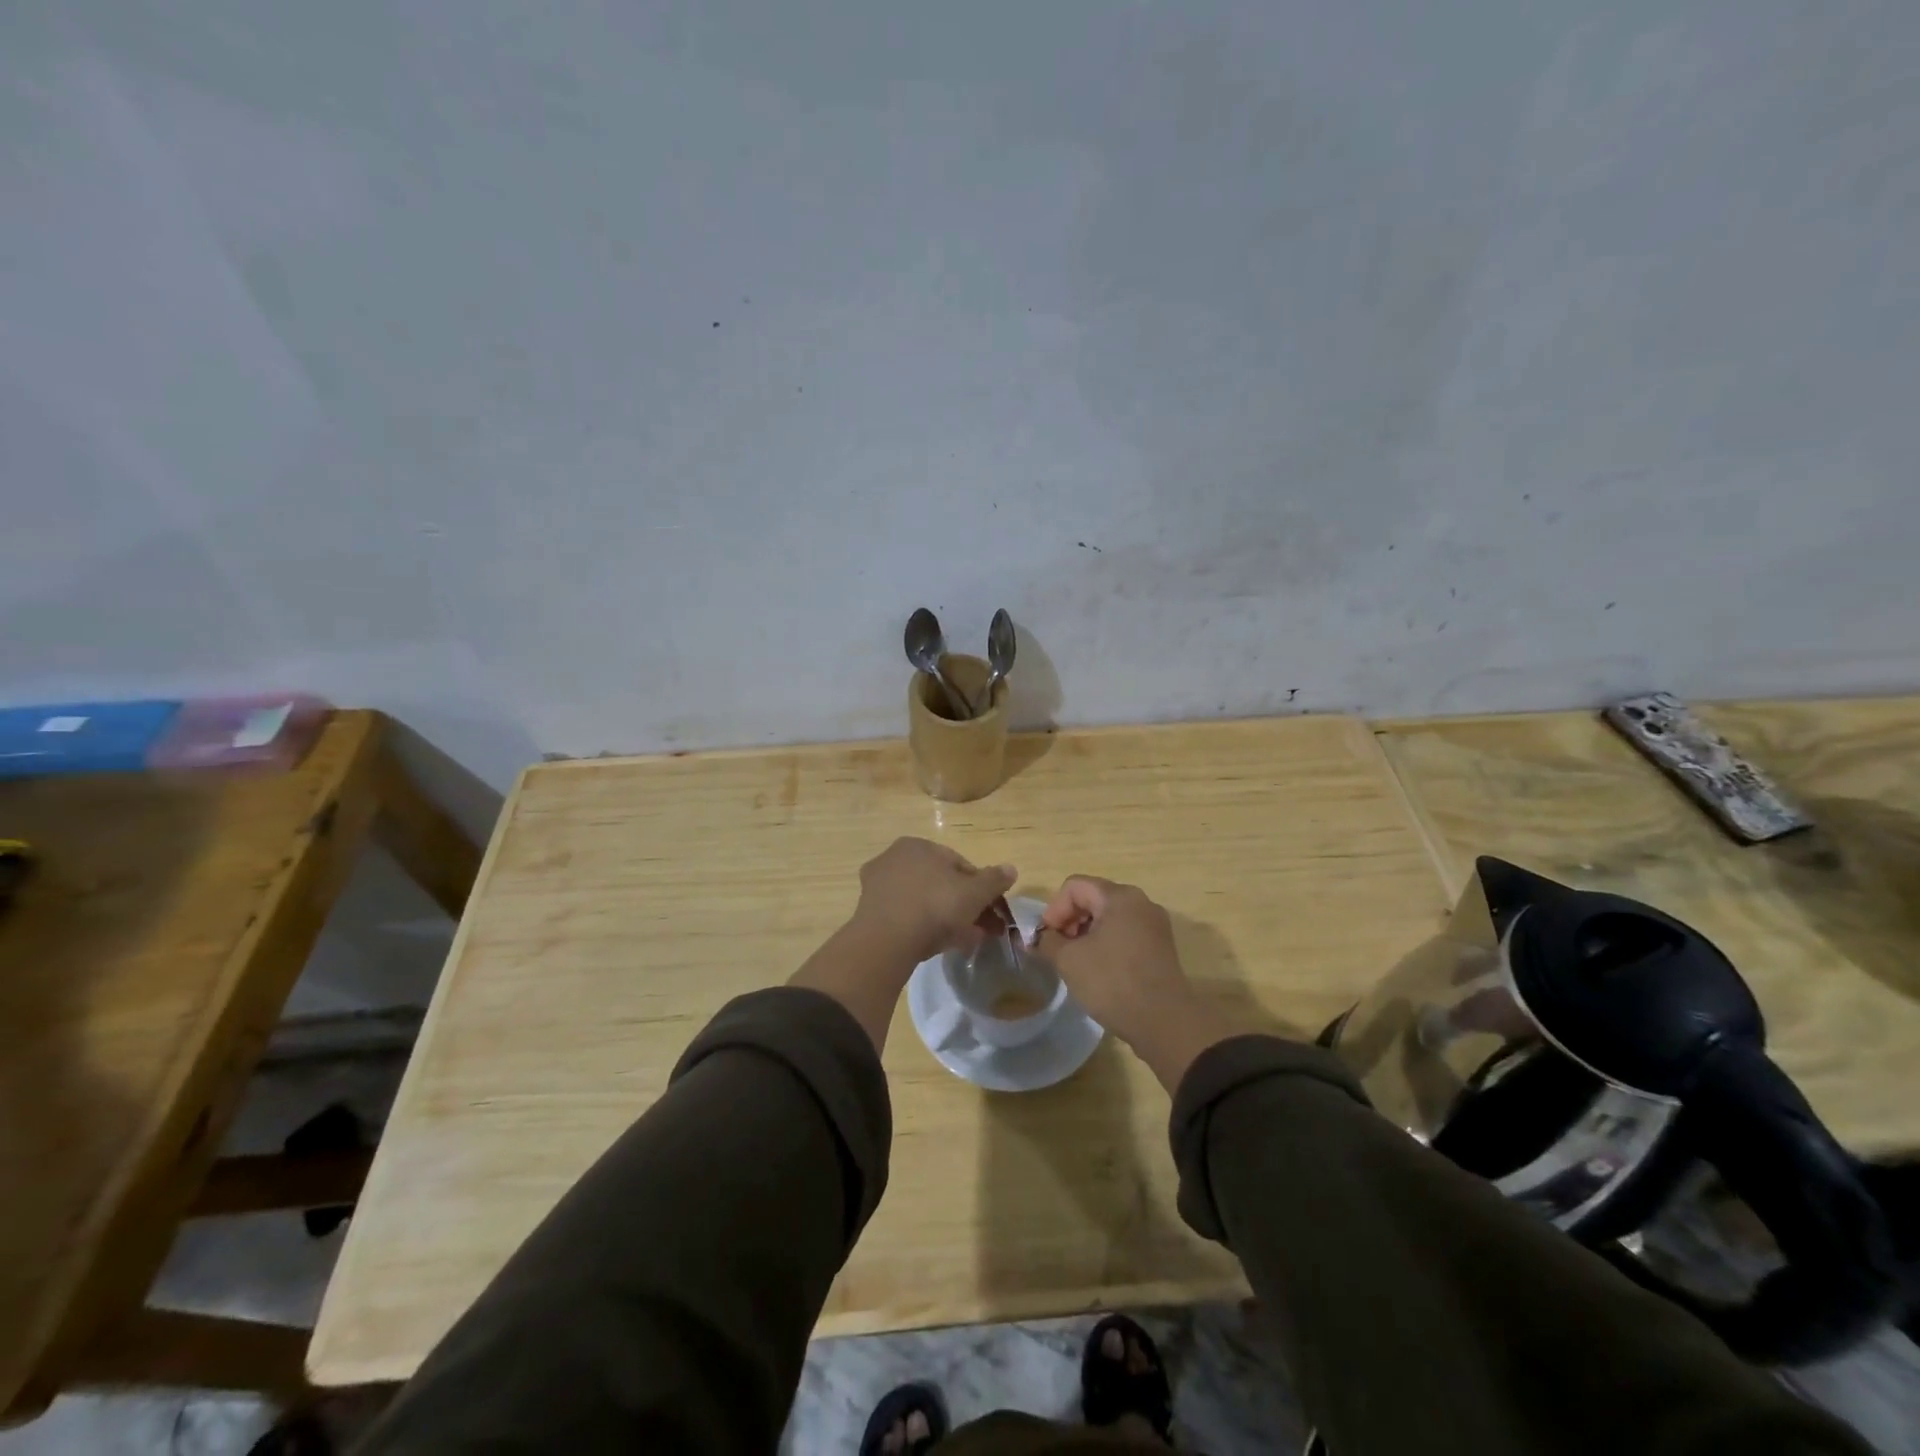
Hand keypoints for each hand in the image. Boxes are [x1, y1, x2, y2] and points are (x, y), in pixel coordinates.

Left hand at [851, 837, 1016, 964]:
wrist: (887, 940)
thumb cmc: (935, 906)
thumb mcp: (974, 893)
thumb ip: (994, 879)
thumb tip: (1011, 869)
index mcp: (918, 845)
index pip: (958, 864)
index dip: (980, 887)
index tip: (992, 909)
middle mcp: (894, 858)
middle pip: (940, 883)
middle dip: (964, 905)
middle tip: (981, 928)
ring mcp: (878, 885)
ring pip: (923, 900)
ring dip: (946, 918)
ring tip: (965, 941)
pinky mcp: (868, 912)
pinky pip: (906, 915)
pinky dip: (923, 926)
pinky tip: (939, 945)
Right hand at [1035, 876, 1190, 1044]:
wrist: (1164, 1022)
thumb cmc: (1113, 982)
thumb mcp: (1069, 960)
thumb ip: (1047, 942)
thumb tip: (1038, 937)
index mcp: (1119, 896)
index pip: (1074, 887)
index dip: (1053, 909)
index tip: (1046, 939)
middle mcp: (1141, 902)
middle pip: (1093, 898)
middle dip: (1069, 921)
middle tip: (1058, 949)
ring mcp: (1154, 925)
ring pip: (1109, 917)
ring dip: (1086, 934)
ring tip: (1075, 962)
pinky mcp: (1160, 947)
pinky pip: (1125, 933)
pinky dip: (1106, 944)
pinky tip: (1098, 970)